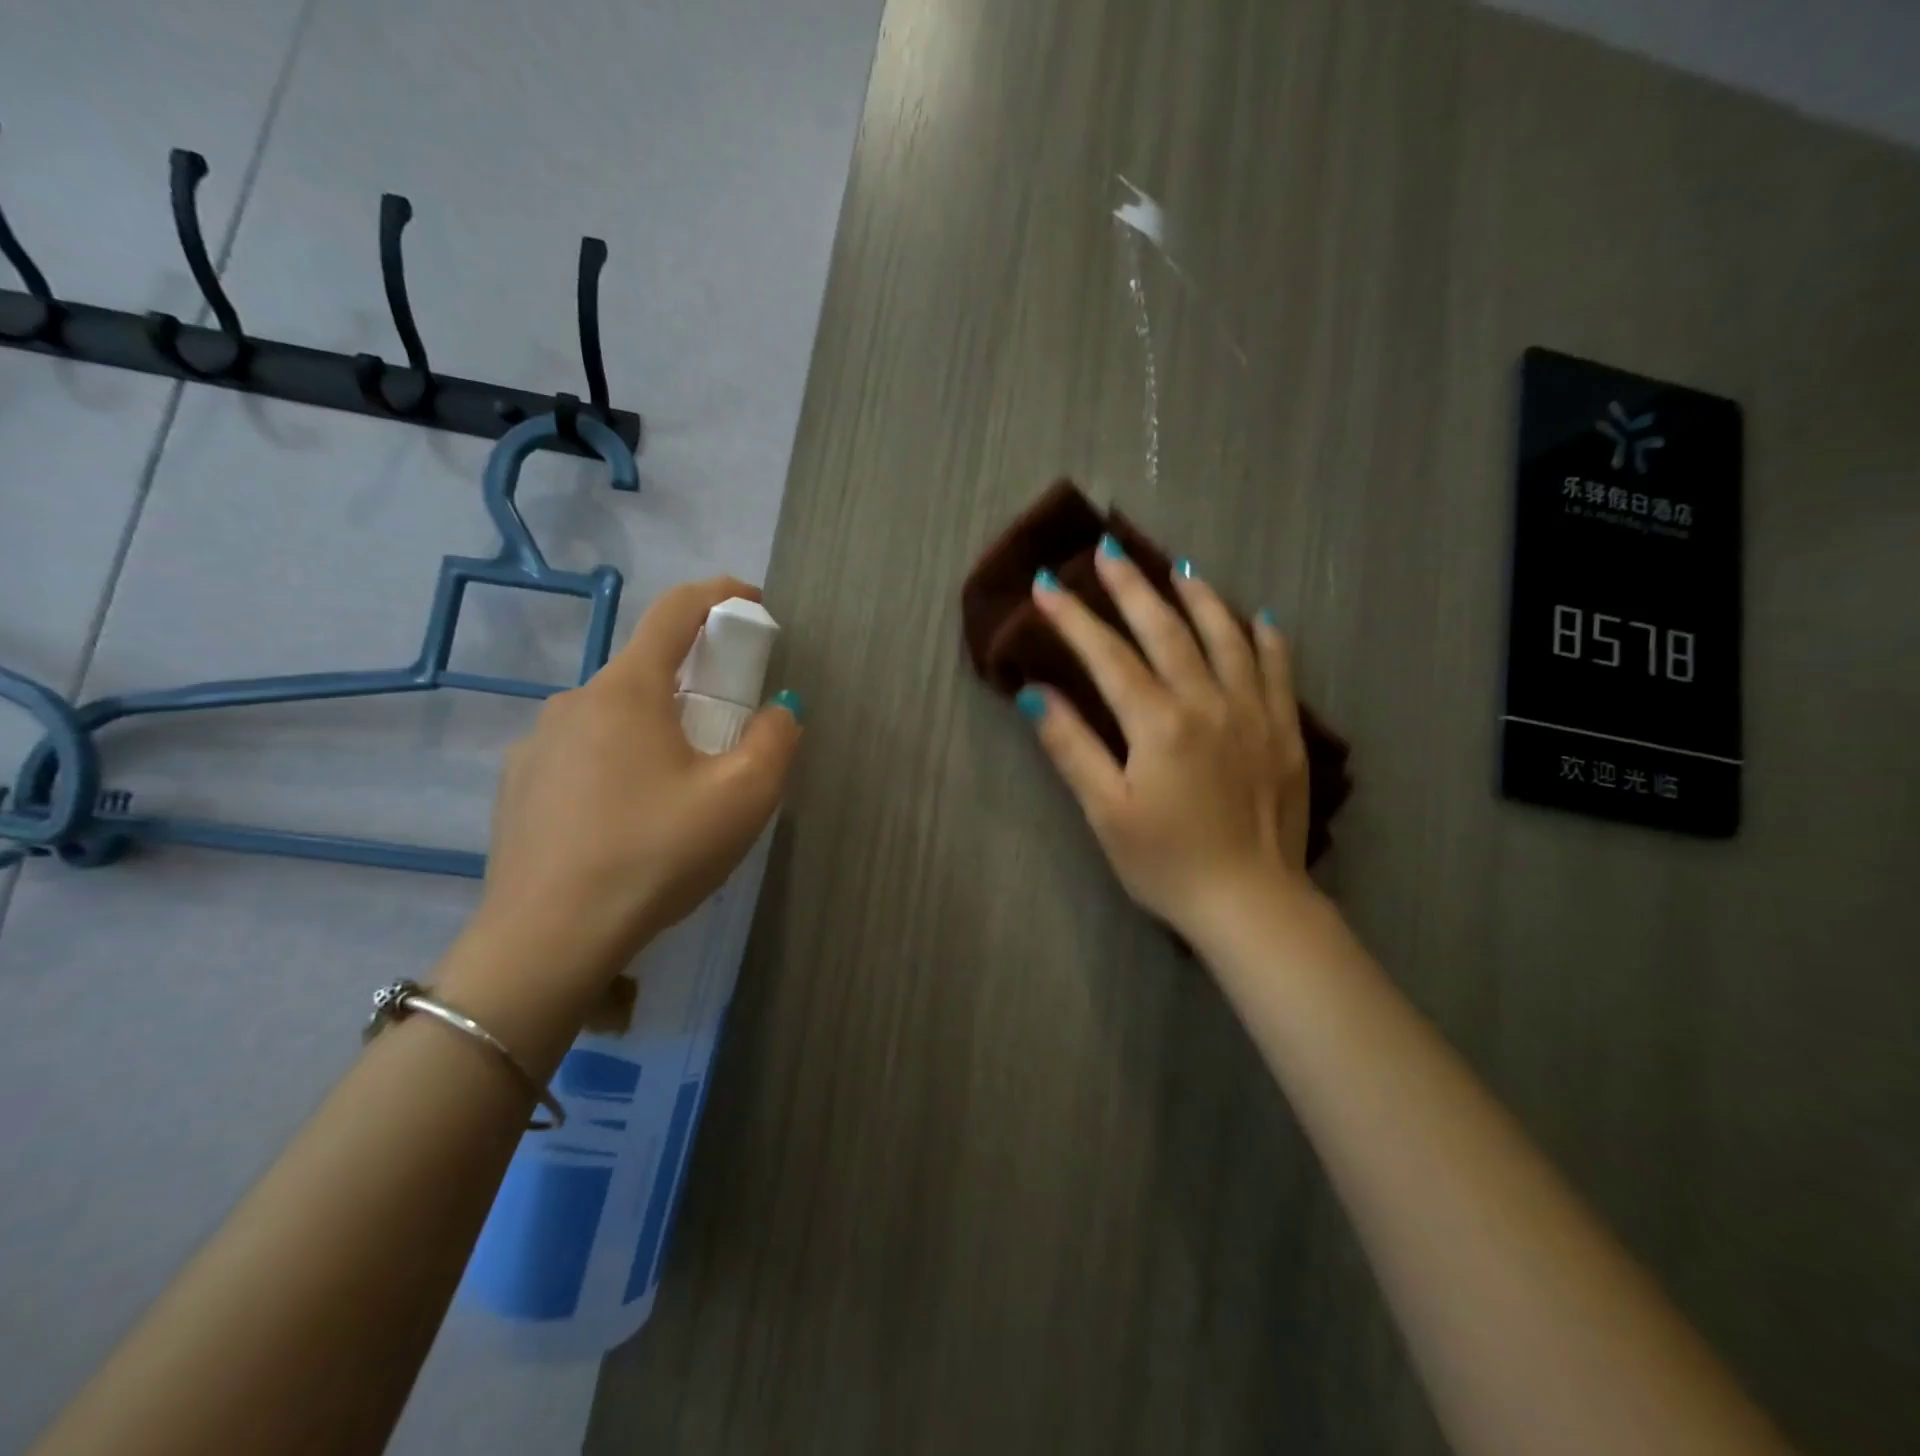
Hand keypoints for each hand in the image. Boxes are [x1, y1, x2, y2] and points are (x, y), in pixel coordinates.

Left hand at [473, 577, 802, 992]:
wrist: (549, 939)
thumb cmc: (657, 854)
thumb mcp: (744, 798)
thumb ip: (776, 739)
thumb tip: (780, 709)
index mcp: (627, 690)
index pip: (675, 611)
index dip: (719, 595)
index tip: (752, 603)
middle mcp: (574, 701)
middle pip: (648, 670)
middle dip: (697, 686)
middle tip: (729, 736)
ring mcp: (537, 744)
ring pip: (615, 718)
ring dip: (656, 732)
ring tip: (680, 795)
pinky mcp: (518, 786)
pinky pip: (584, 755)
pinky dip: (619, 765)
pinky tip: (629, 823)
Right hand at [1017, 540, 1310, 942]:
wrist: (1251, 902)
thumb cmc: (1166, 863)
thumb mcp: (1107, 812)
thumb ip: (1072, 748)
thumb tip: (1035, 693)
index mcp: (1159, 723)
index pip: (1108, 655)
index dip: (1073, 618)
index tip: (1046, 586)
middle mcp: (1209, 702)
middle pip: (1166, 630)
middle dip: (1132, 587)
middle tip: (1108, 550)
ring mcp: (1254, 712)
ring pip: (1226, 637)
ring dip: (1199, 598)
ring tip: (1179, 570)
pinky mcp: (1285, 731)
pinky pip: (1279, 668)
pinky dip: (1265, 636)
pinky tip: (1256, 617)